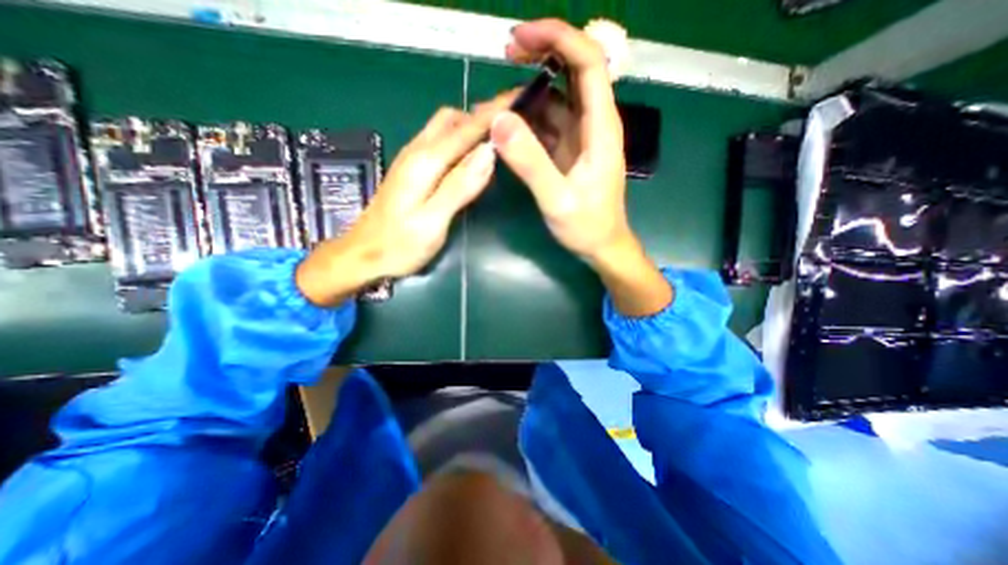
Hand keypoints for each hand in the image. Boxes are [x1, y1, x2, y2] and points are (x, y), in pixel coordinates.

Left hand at [295, 97, 508, 308]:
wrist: (362, 255)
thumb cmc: (398, 246)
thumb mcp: (432, 222)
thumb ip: (459, 187)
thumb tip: (488, 153)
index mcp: (425, 162)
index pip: (466, 129)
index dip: (494, 114)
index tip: (520, 99)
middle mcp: (416, 152)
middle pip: (452, 119)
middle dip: (481, 114)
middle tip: (509, 123)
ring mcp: (411, 159)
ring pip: (443, 128)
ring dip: (470, 124)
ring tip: (495, 134)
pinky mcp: (410, 170)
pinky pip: (438, 142)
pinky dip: (458, 138)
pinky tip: (469, 152)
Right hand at [491, 17, 628, 262]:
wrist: (601, 246)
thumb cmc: (587, 227)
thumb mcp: (557, 200)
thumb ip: (530, 163)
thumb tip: (499, 120)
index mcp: (600, 127)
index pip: (588, 63)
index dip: (558, 38)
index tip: (520, 38)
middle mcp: (593, 124)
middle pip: (573, 71)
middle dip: (541, 54)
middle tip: (505, 54)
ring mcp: (580, 138)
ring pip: (556, 98)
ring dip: (528, 91)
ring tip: (496, 100)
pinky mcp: (569, 152)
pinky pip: (548, 124)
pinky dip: (527, 119)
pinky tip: (507, 127)